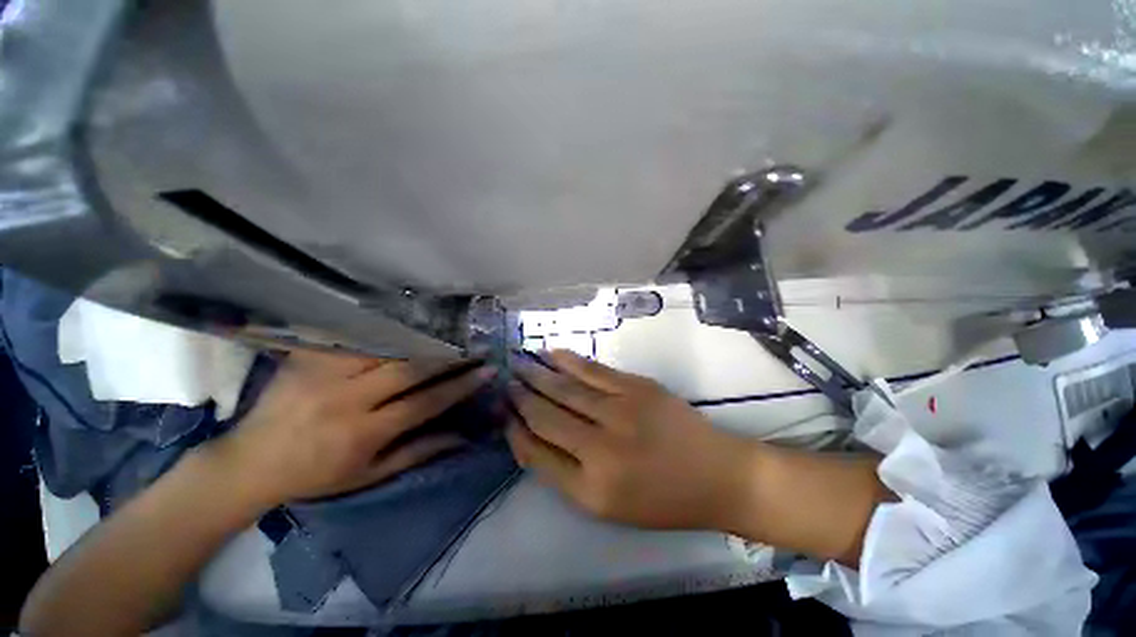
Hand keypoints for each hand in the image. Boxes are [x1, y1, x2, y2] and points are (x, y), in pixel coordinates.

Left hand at [208, 350, 495, 508]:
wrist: (249, 462)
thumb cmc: (316, 475)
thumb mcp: (369, 475)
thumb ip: (417, 452)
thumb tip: (462, 437)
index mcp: (363, 433)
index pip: (425, 402)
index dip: (461, 385)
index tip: (487, 370)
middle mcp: (346, 399)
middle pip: (409, 368)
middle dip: (448, 355)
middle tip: (474, 345)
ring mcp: (323, 373)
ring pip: (384, 347)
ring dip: (421, 339)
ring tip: (448, 332)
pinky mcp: (307, 357)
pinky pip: (353, 335)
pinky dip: (383, 328)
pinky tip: (405, 322)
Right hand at [505, 350, 762, 530]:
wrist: (717, 474)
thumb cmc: (661, 499)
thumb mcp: (607, 505)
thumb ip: (564, 473)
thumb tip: (529, 438)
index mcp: (590, 489)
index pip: (536, 452)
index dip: (514, 430)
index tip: (503, 414)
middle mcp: (600, 449)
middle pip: (546, 416)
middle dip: (520, 397)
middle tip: (504, 382)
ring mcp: (621, 412)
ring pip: (566, 388)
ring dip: (537, 374)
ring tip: (518, 364)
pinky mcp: (637, 387)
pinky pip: (593, 370)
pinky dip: (568, 360)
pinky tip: (550, 353)